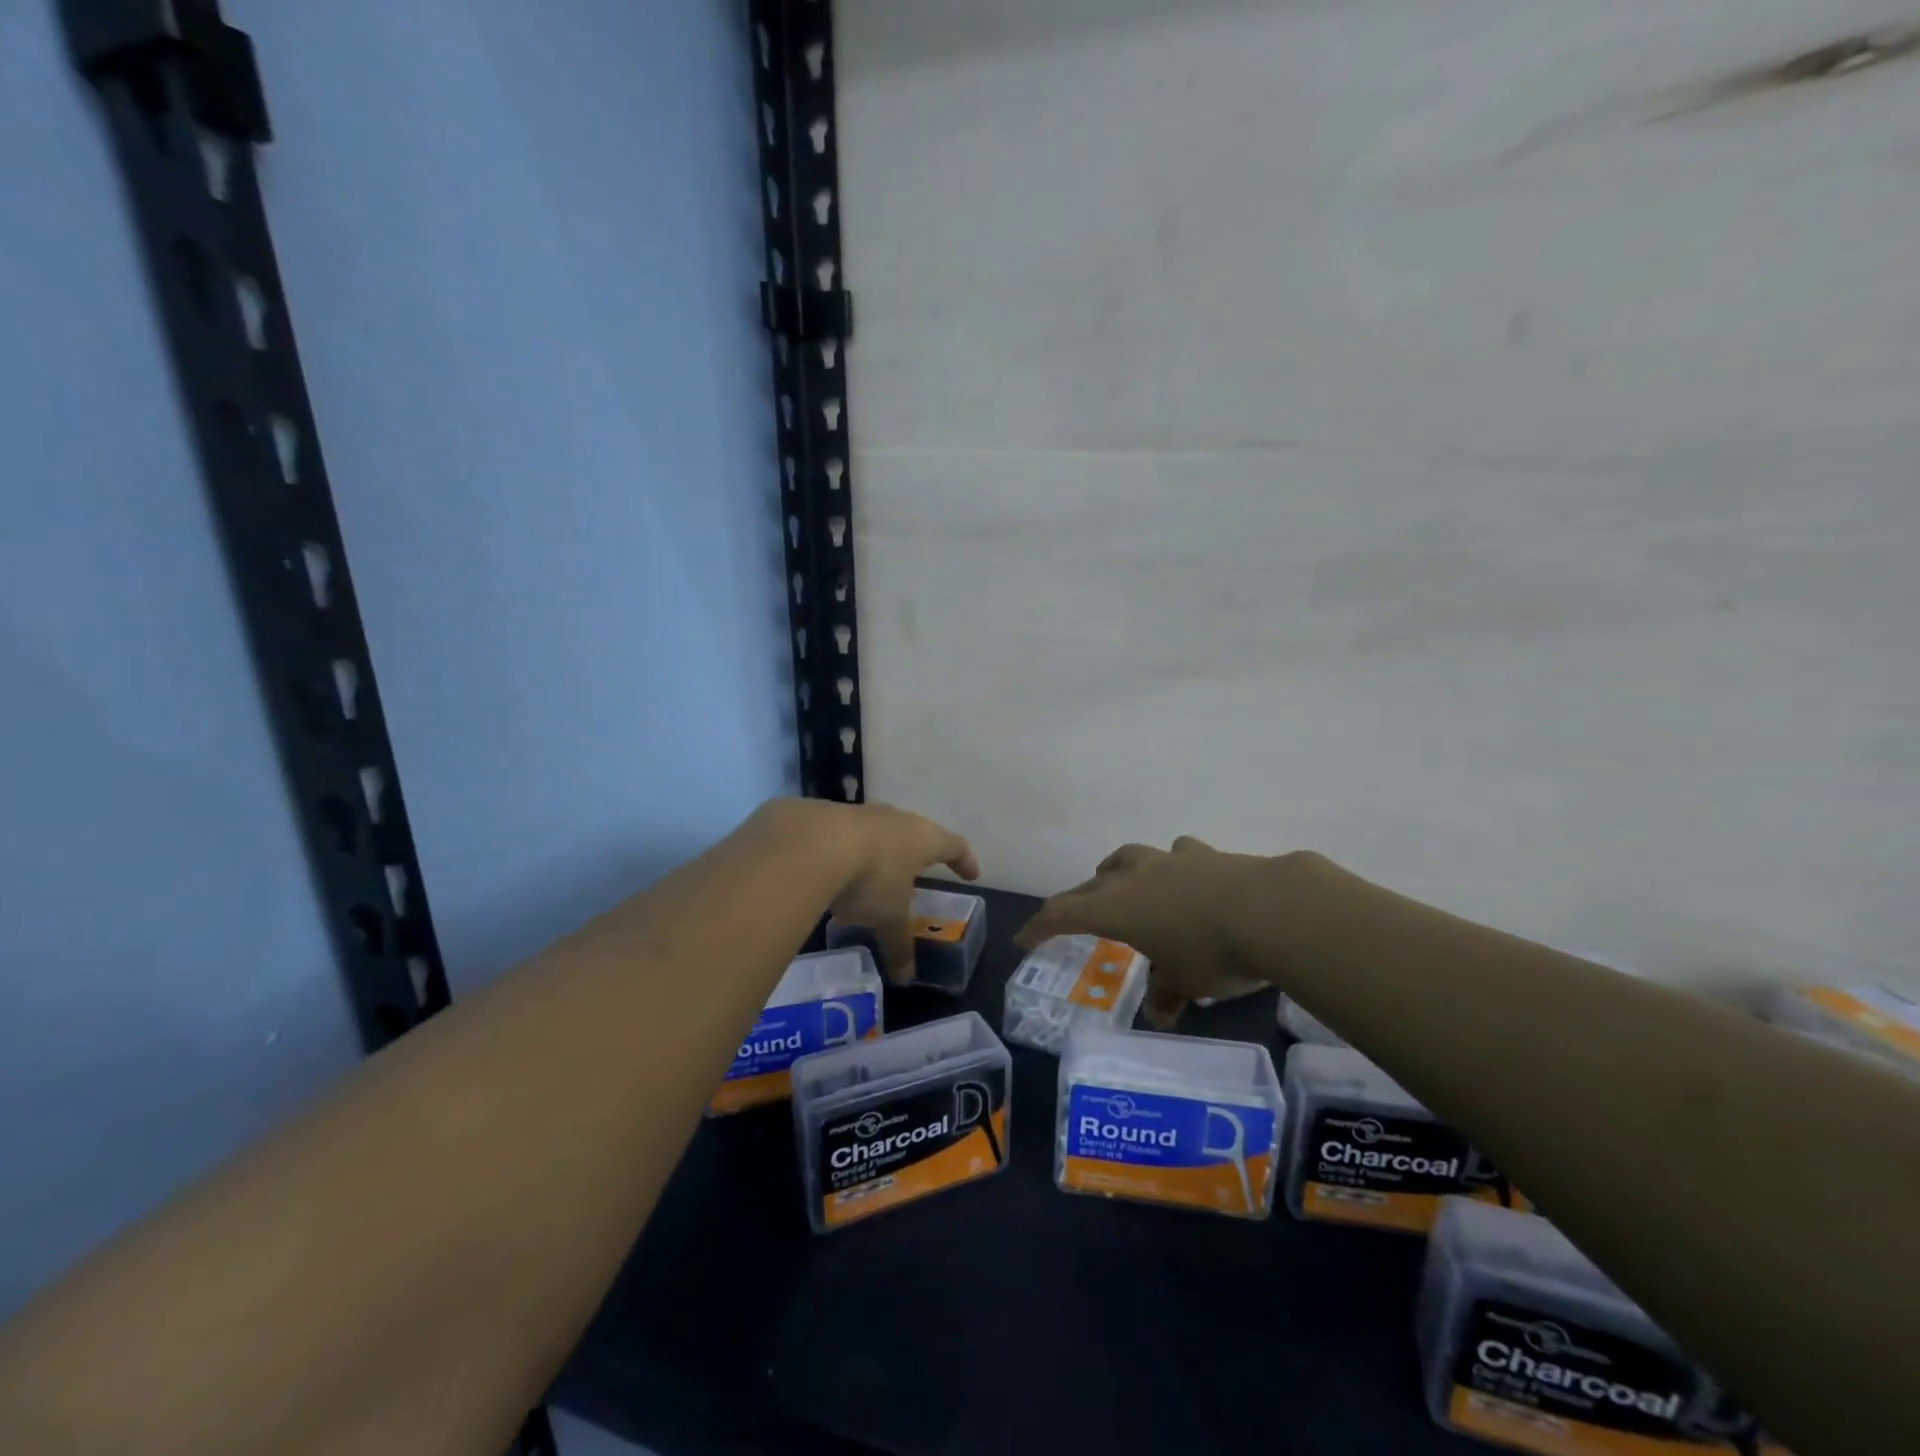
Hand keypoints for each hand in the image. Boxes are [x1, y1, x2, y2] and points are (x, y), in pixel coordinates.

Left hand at [812, 801, 979, 982]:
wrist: (809, 843)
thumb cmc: (869, 878)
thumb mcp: (888, 918)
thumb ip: (899, 945)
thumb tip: (906, 978)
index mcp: (921, 839)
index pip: (953, 846)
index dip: (964, 860)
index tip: (971, 873)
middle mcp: (894, 819)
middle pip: (914, 832)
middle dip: (916, 853)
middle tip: (917, 870)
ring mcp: (858, 812)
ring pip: (875, 831)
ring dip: (876, 851)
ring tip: (869, 876)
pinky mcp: (824, 814)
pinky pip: (841, 835)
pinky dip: (842, 851)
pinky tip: (828, 870)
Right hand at [1015, 836, 1276, 1027]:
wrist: (1271, 910)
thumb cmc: (1213, 953)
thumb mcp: (1186, 983)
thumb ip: (1166, 994)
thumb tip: (1160, 1012)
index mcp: (1116, 907)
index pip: (1063, 913)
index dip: (1040, 926)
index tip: (1024, 939)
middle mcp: (1134, 876)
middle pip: (1091, 884)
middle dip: (1078, 901)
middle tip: (1074, 918)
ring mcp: (1169, 860)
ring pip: (1127, 859)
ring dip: (1117, 874)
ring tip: (1123, 886)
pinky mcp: (1204, 855)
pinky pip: (1175, 856)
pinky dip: (1170, 868)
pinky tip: (1185, 878)